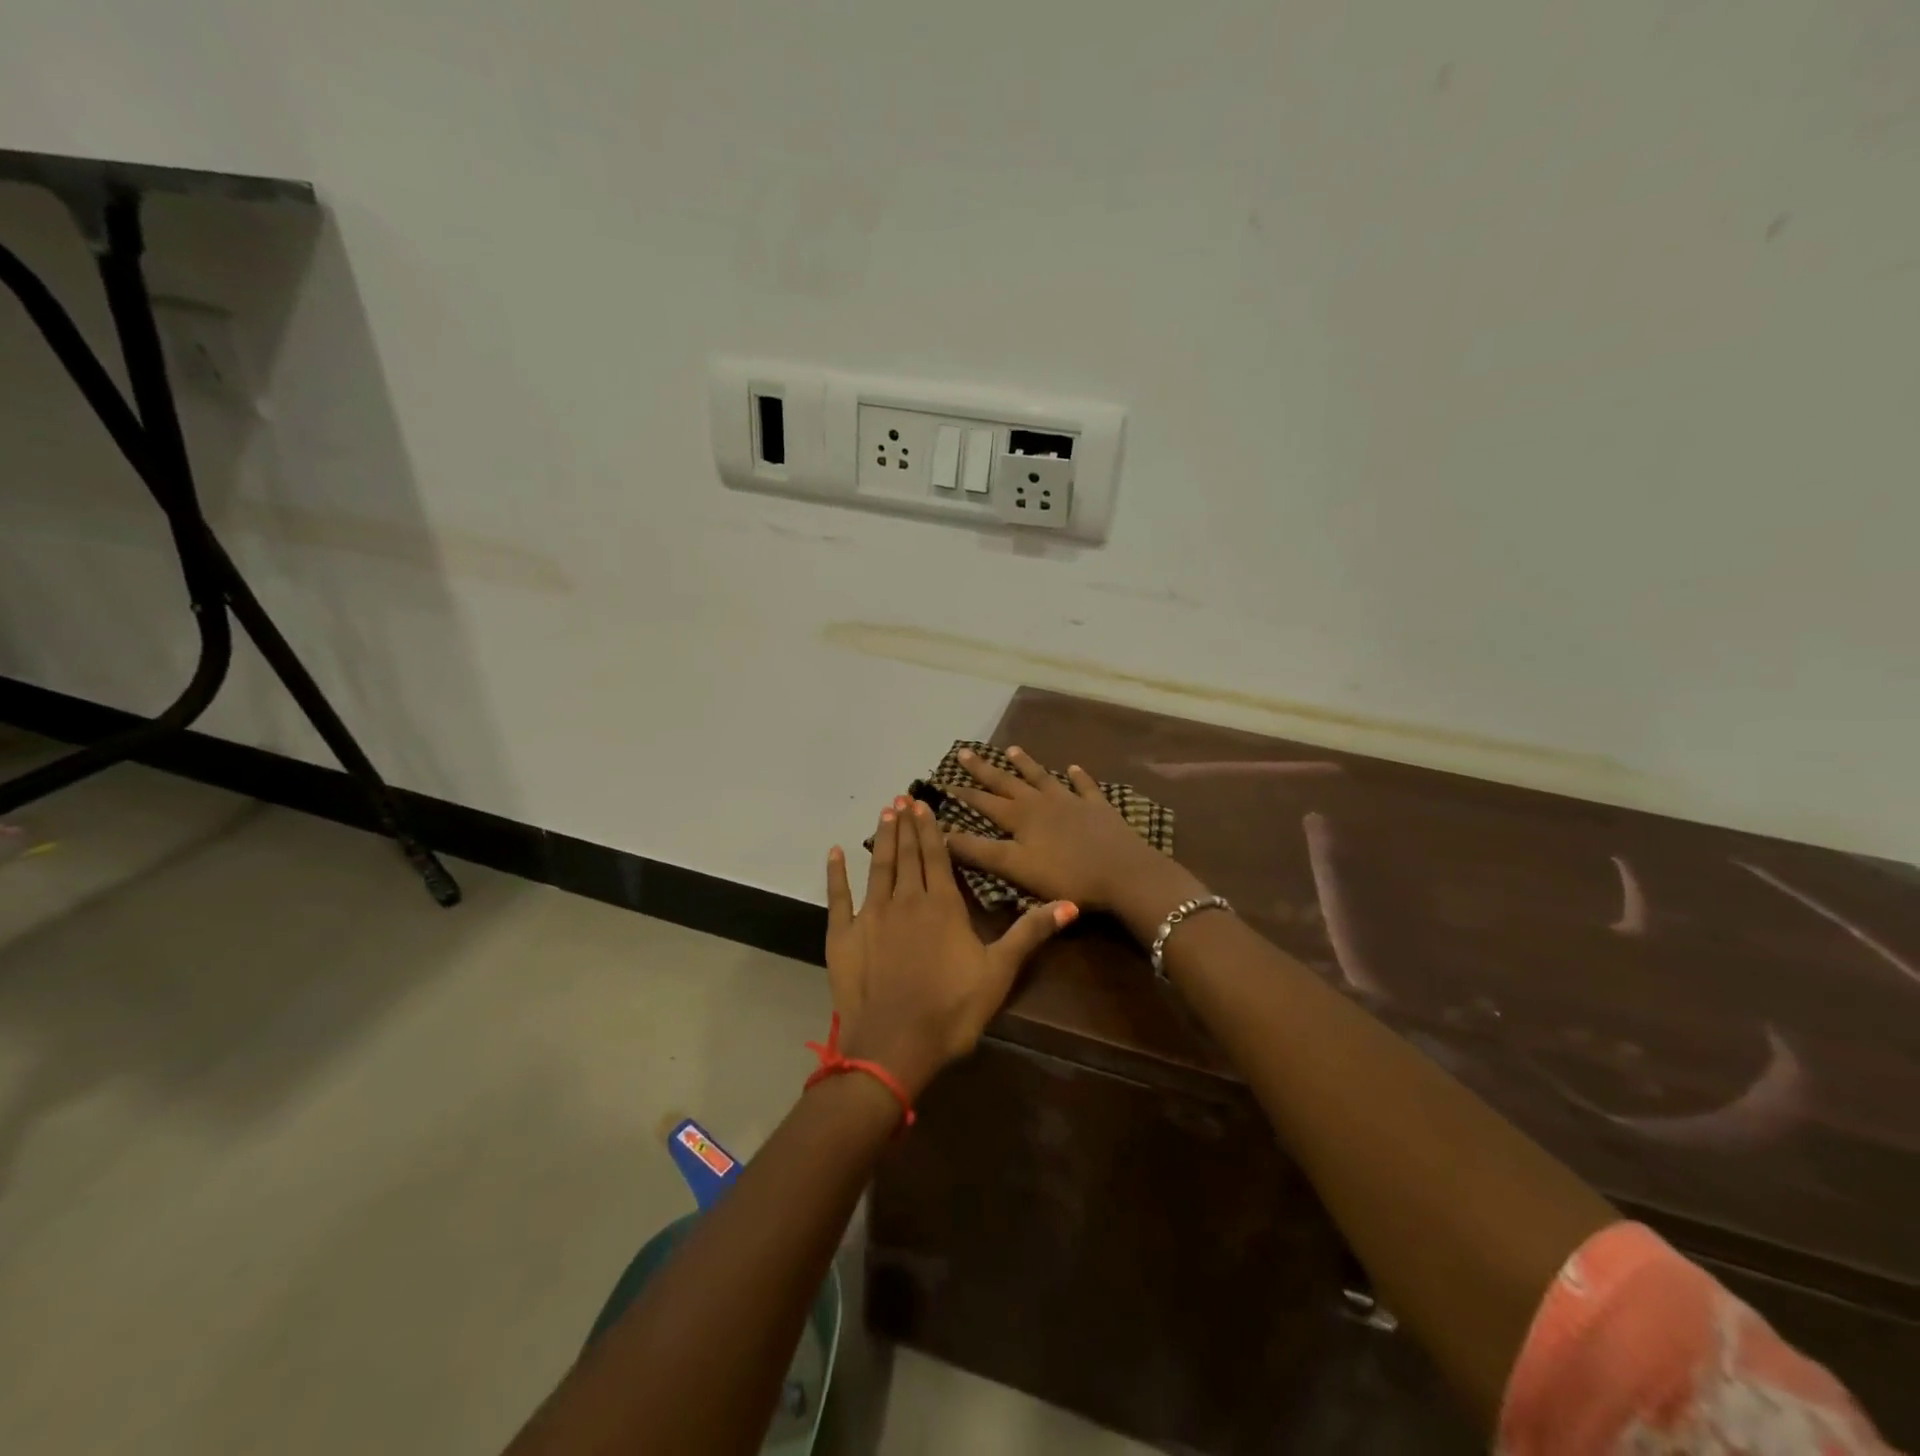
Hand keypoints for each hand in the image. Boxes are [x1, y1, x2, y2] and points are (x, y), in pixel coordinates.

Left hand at [824, 797, 1076, 1097]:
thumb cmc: (952, 1009)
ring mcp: (870, 915)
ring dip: (882, 839)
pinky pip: (838, 897)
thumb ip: (1030, 933)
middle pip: (907, 855)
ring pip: (878, 867)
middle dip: (907, 825)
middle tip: (902, 798)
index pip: (936, 856)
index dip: (931, 829)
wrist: (895, 1045)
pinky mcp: (843, 936)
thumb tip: (1070, 903)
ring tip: (884, 813)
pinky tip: (835, 852)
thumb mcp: (999, 972)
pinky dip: (836, 873)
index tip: (923, 804)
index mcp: (942, 905)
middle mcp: (905, 900)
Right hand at [945, 746, 1198, 918]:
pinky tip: (1074, 768)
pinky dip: (1078, 777)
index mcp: (1020, 818)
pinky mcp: (1098, 808)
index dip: (963, 794)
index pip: (984, 802)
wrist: (1124, 873)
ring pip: (1043, 778)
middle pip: (1008, 782)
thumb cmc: (1066, 875)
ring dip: (1026, 764)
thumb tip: (942, 834)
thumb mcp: (1015, 867)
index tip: (944, 782)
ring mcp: (1072, 802)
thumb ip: (979, 851)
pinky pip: (1085, 787)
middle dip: (985, 769)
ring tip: (1012, 749)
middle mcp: (1042, 802)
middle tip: (965, 751)